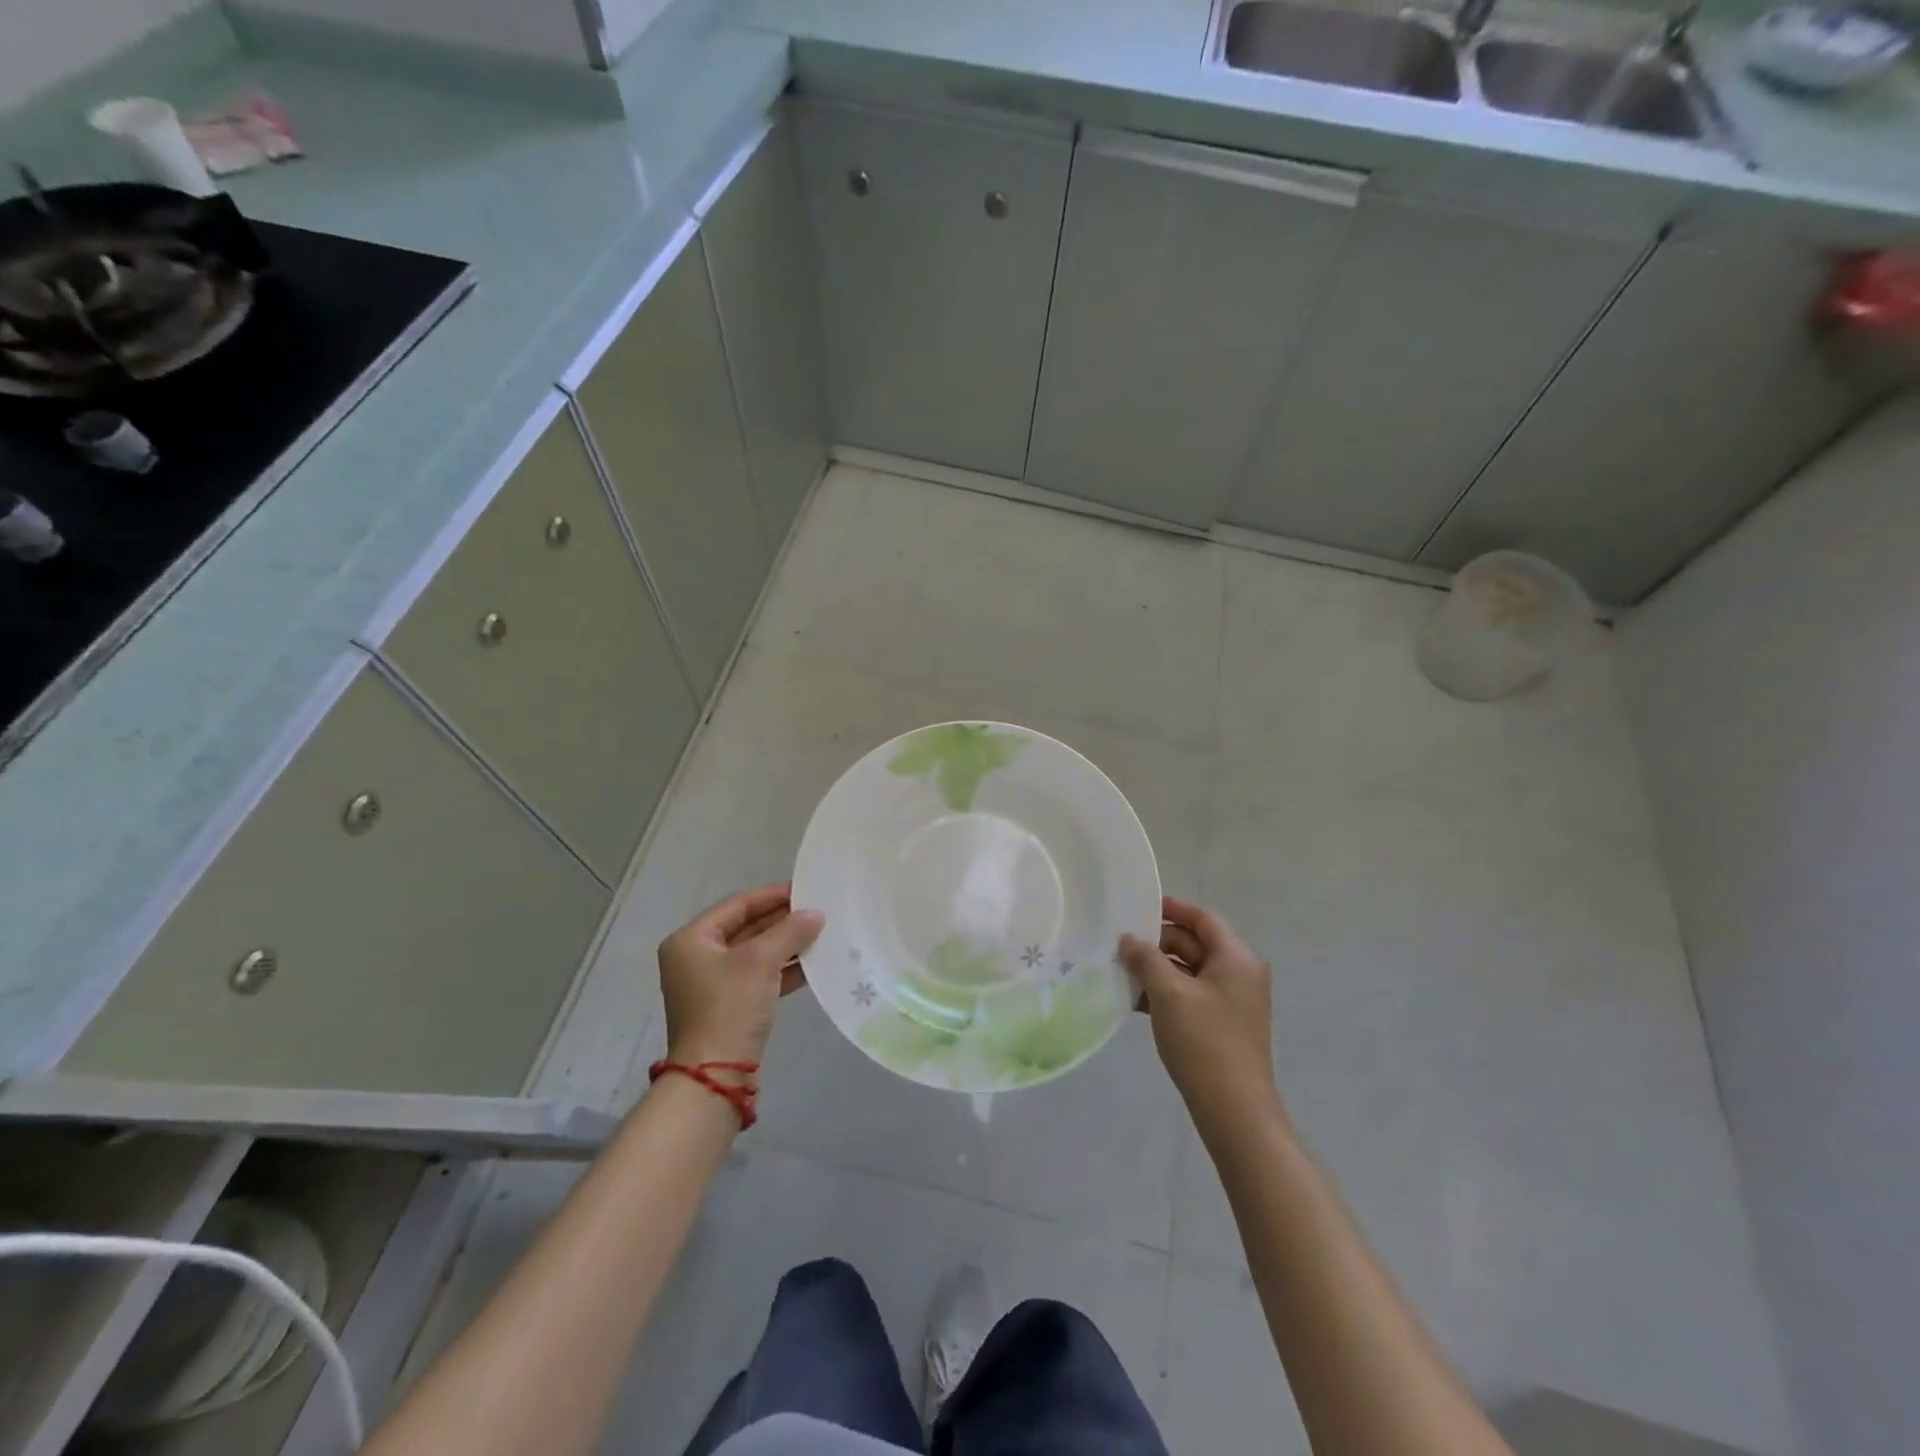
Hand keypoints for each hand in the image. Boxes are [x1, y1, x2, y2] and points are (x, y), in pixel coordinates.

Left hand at [659, 883, 823, 1065]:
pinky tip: (812, 965)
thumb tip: (816, 914)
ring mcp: (711, 985)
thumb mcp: (761, 962)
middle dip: (782, 920)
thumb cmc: (729, 1007)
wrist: (714, 1077)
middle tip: (818, 911)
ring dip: (786, 945)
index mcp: (691, 940)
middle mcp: (696, 958)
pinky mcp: (728, 1007)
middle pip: (745, 928)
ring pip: (755, 954)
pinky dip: (782, 969)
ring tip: (821, 934)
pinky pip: (758, 977)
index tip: (806, 889)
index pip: (737, 905)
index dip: (773, 895)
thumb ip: (790, 931)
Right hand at [1120, 897, 1280, 1124]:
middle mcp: (1239, 974)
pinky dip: (1164, 993)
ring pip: (1189, 971)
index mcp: (1236, 958)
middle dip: (1157, 942)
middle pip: (1194, 944)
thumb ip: (1146, 959)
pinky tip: (1133, 1000)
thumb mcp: (1169, 993)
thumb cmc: (1204, 1041)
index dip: (1173, 908)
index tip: (1139, 907)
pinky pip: (1189, 995)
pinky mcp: (1221, 1025)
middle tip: (1120, 944)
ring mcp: (1231, 1002)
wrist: (1234, 1110)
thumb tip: (1129, 939)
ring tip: (1120, 970)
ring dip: (1156, 969)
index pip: (1203, 919)